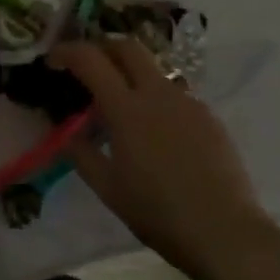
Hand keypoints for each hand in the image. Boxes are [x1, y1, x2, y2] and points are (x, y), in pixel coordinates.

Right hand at [51, 37, 278, 279]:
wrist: (226, 233)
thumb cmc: (158, 212)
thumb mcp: (107, 188)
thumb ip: (81, 153)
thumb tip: (67, 133)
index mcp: (127, 108)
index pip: (90, 59)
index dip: (67, 52)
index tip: (53, 62)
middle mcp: (158, 94)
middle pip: (128, 47)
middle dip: (102, 48)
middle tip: (87, 68)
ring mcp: (188, 103)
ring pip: (153, 71)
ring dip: (130, 76)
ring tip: (121, 109)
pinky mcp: (210, 118)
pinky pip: (175, 96)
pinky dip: (155, 101)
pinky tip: (155, 135)